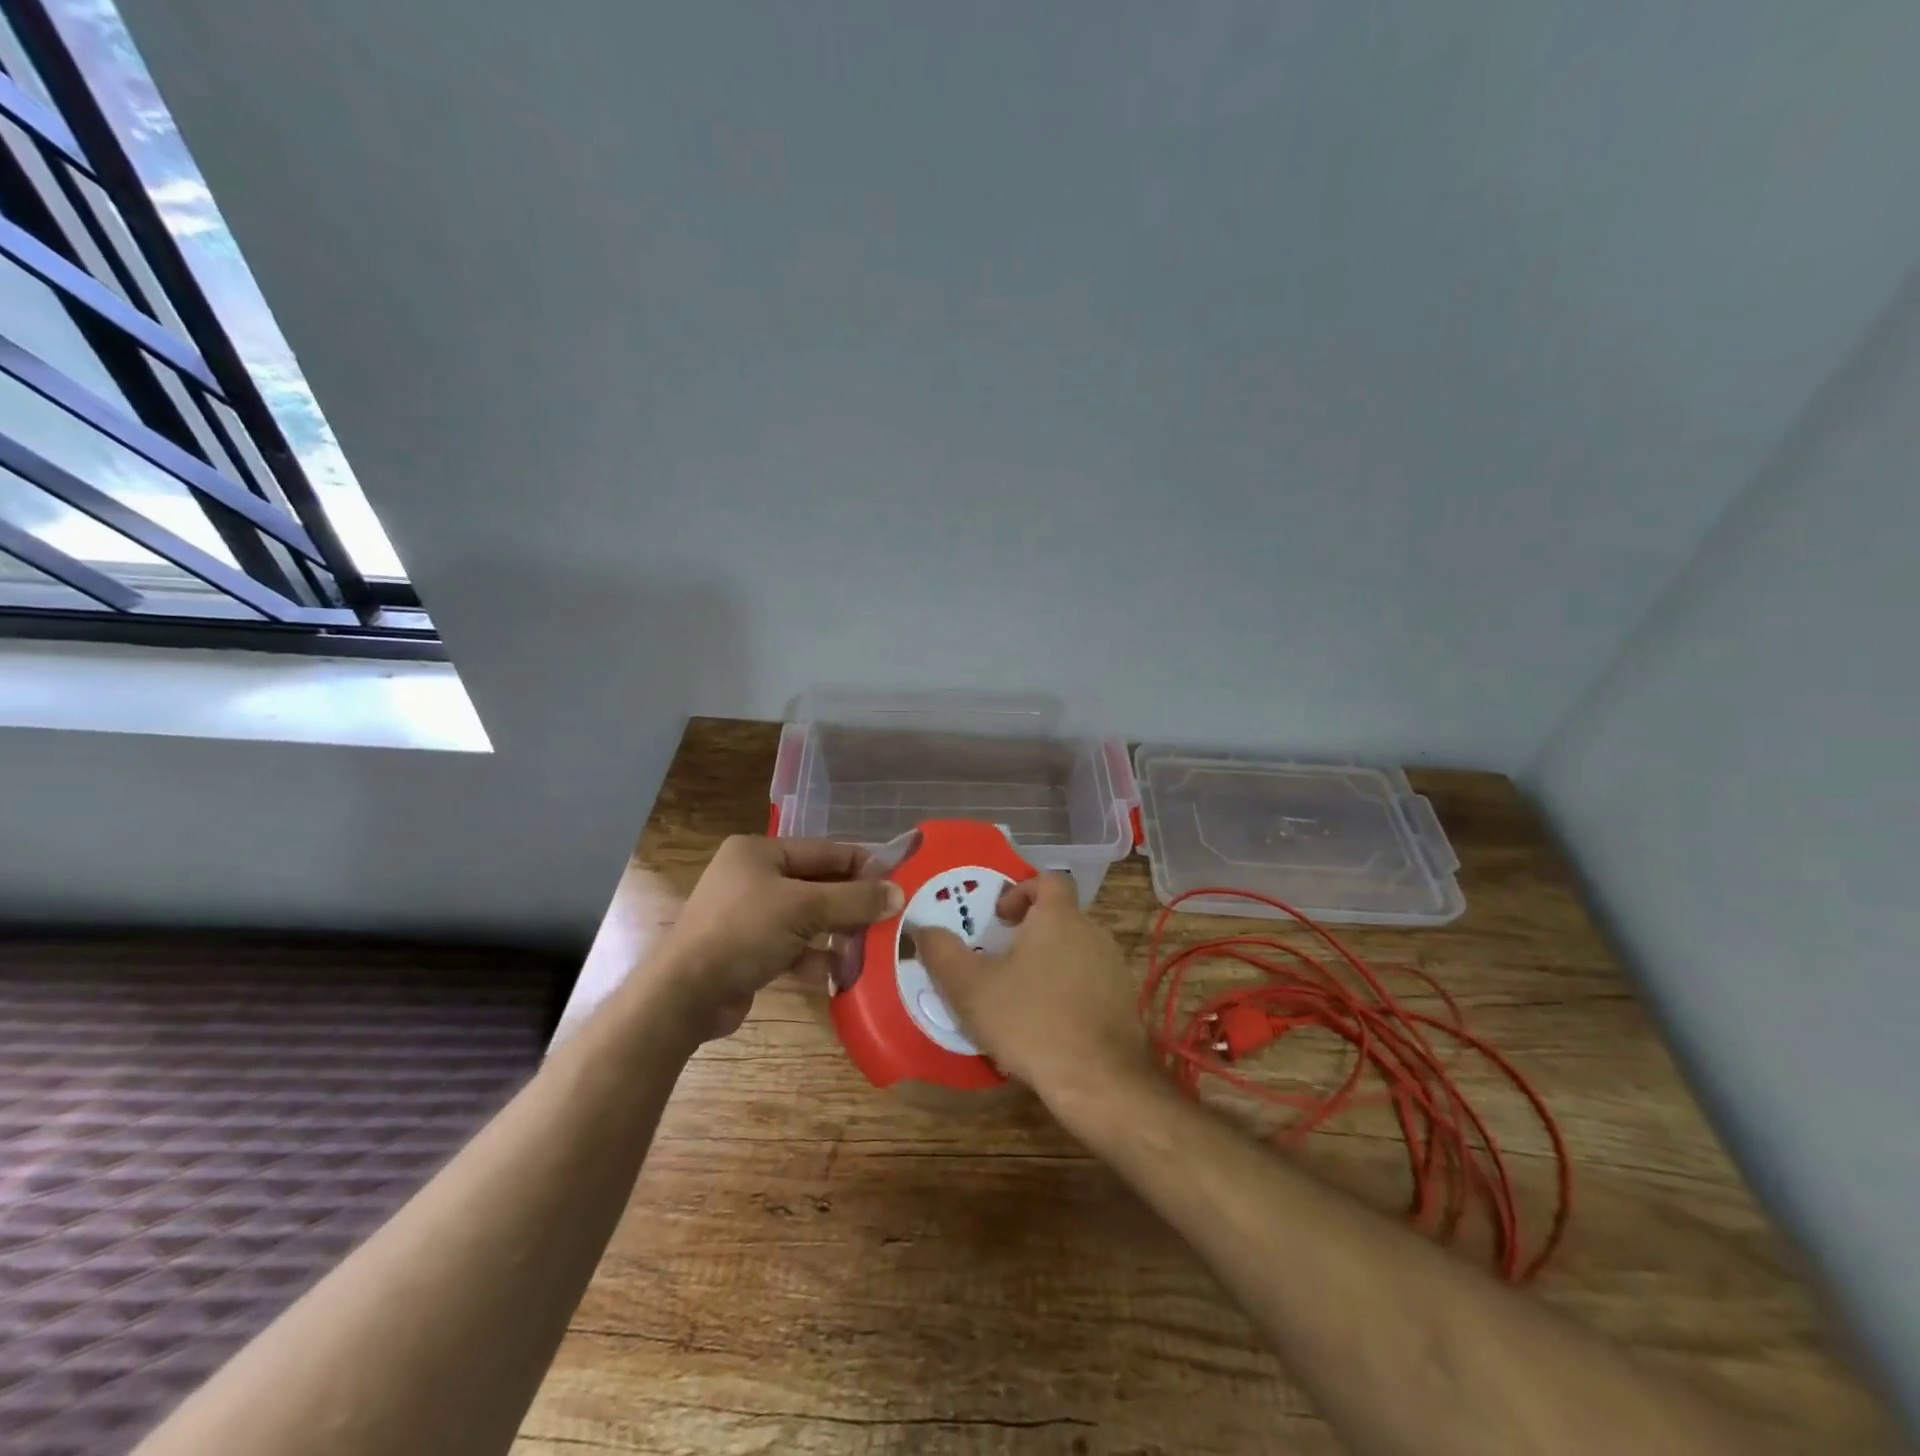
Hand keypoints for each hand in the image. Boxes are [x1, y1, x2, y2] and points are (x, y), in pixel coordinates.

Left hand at [659, 836, 903, 1039]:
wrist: (685, 996)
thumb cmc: (744, 932)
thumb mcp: (805, 909)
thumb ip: (854, 900)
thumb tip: (898, 893)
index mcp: (759, 852)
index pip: (824, 851)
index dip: (862, 864)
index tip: (898, 878)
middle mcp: (753, 877)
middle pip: (817, 886)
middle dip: (851, 904)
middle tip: (891, 917)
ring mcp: (748, 916)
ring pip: (807, 919)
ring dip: (837, 934)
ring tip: (873, 948)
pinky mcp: (748, 951)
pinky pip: (793, 947)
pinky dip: (815, 958)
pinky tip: (841, 974)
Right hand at [913, 873, 1153, 1106]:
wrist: (1100, 1081)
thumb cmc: (1031, 1021)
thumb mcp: (972, 988)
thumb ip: (943, 953)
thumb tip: (922, 929)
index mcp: (1059, 917)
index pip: (1049, 880)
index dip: (1021, 891)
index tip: (999, 918)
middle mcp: (1092, 932)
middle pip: (1060, 917)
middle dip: (1029, 933)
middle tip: (999, 961)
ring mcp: (1113, 967)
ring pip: (1074, 951)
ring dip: (1048, 964)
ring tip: (1019, 997)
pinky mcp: (1123, 1002)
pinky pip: (1089, 983)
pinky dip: (1068, 992)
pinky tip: (1047, 1026)